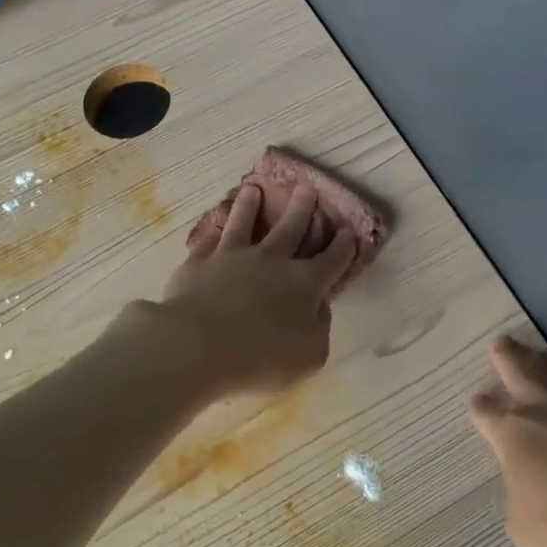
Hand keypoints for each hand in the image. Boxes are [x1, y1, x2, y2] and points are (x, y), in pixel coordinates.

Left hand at [157, 184, 357, 396]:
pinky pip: (208, 242)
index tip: (349, 231)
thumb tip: (318, 306)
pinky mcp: (198, 263)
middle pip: (291, 228)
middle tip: (307, 189)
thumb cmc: (261, 358)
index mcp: (304, 283)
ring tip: (253, 189)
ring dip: (251, 206)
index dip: (343, 246)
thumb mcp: (310, 355)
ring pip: (244, 223)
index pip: (331, 260)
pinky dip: (212, 233)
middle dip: (303, 209)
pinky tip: (213, 227)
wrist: (197, 346)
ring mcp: (232, 257)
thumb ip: (320, 329)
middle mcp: (271, 261)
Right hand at [469, 336, 546, 546]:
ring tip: (536, 356)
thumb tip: (528, 486)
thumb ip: (518, 500)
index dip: (481, 408)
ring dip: (540, 365)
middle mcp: (543, 413)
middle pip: (521, 374)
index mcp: (513, 435)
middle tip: (502, 344)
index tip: (477, 401)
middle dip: (509, 359)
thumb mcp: (526, 529)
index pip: (488, 413)